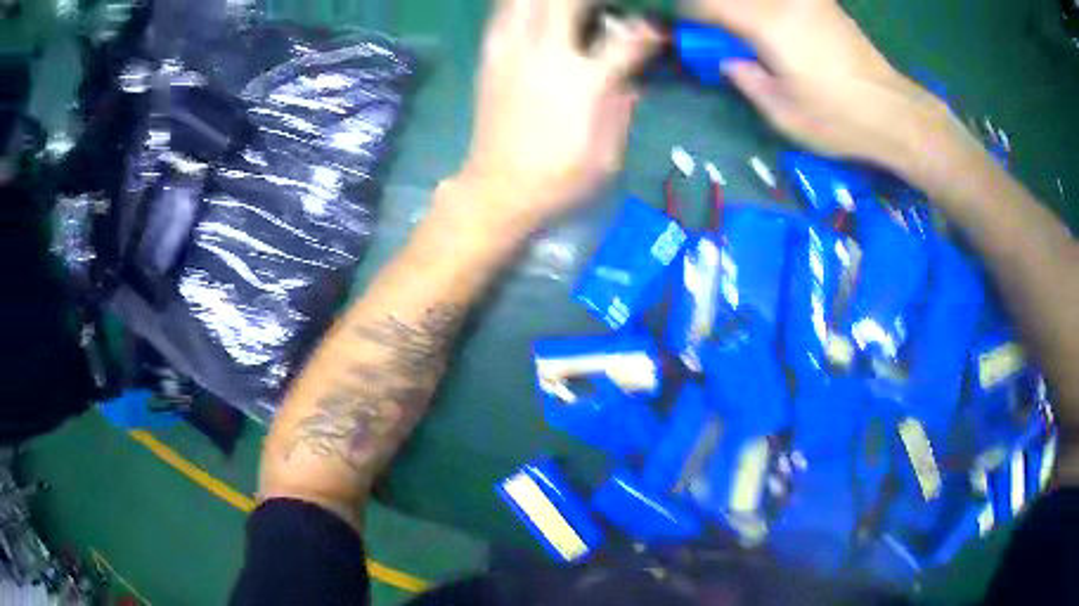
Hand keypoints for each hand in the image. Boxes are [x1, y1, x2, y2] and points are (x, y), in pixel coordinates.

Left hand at [451, 0, 659, 231]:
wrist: (497, 191)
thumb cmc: (560, 178)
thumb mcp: (609, 154)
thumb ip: (621, 108)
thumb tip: (630, 79)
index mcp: (585, 82)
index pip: (627, 39)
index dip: (649, 30)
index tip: (657, 30)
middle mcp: (547, 56)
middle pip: (567, 1)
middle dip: (589, 1)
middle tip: (604, 11)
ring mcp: (513, 53)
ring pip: (527, 1)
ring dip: (551, 1)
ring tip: (567, 11)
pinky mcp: (490, 59)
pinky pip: (501, 15)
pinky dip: (519, 6)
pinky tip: (533, 12)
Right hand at [694, 0, 951, 172]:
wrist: (895, 114)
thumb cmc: (838, 120)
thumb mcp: (781, 113)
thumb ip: (745, 78)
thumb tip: (729, 60)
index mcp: (768, 24)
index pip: (709, 4)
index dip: (690, 13)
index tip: (684, 27)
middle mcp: (785, 1)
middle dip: (717, 9)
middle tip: (719, 37)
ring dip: (744, 10)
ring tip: (750, 39)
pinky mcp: (824, 4)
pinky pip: (782, 2)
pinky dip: (767, 10)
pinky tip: (774, 30)